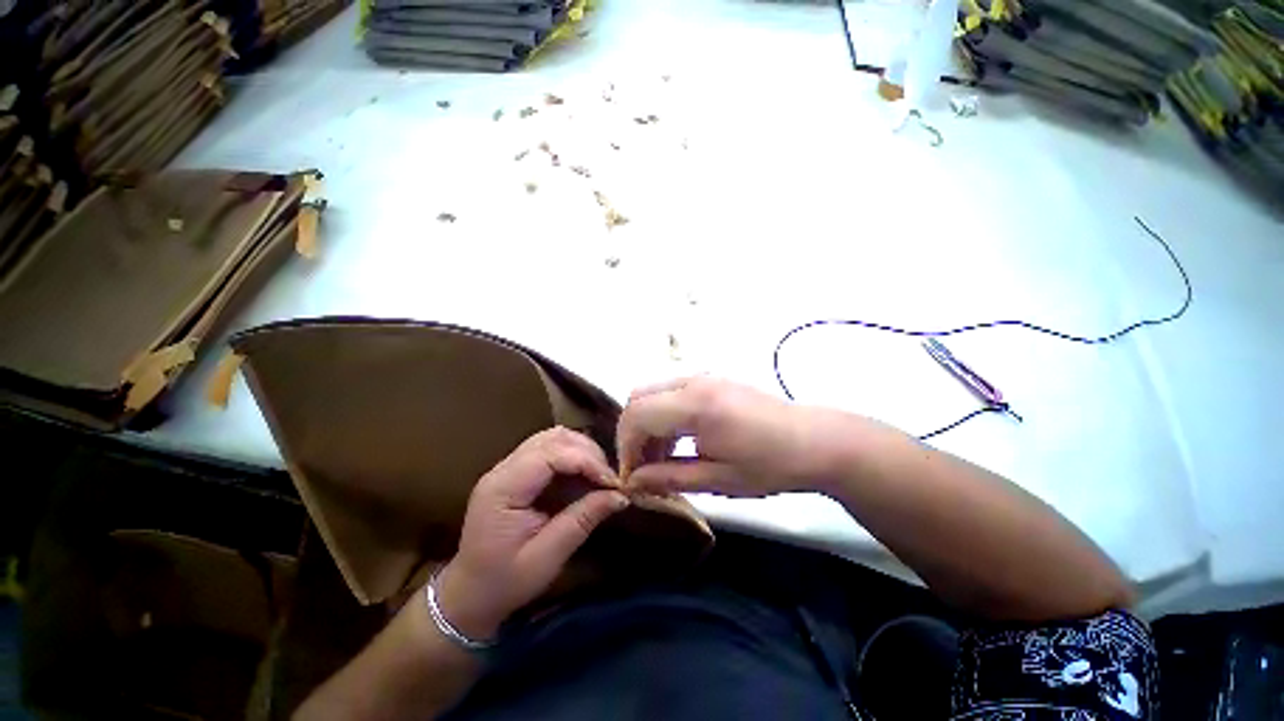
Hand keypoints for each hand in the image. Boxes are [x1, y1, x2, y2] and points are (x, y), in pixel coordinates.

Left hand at [435, 428, 629, 640]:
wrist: (470, 594)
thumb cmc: (505, 582)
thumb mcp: (547, 558)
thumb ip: (582, 520)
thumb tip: (620, 496)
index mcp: (503, 489)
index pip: (550, 454)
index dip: (586, 461)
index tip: (612, 481)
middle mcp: (503, 469)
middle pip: (552, 438)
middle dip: (587, 453)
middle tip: (609, 479)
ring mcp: (508, 467)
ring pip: (551, 438)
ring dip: (581, 450)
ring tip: (599, 474)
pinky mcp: (516, 471)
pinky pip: (549, 449)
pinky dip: (572, 455)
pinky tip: (584, 474)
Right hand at [618, 377, 866, 496]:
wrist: (816, 441)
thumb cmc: (770, 465)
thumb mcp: (718, 479)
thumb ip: (669, 477)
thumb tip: (634, 481)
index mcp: (695, 405)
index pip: (637, 415)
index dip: (626, 446)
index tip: (632, 476)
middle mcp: (693, 381)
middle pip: (638, 397)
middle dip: (632, 433)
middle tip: (644, 467)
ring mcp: (704, 377)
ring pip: (653, 392)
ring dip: (648, 423)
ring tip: (661, 458)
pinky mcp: (713, 380)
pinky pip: (672, 392)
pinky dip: (664, 415)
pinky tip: (679, 440)